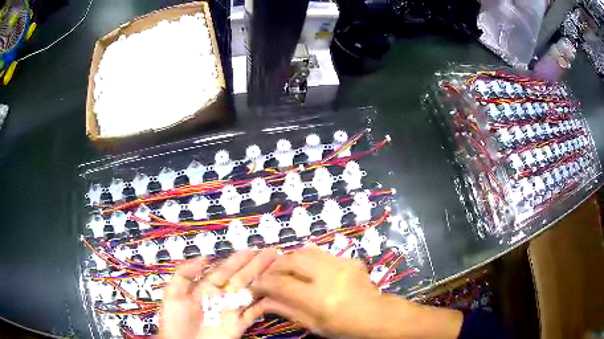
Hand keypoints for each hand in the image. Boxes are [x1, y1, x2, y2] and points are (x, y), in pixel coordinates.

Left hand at [160, 249, 276, 338]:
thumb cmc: (174, 322)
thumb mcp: (173, 295)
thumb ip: (184, 275)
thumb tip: (203, 258)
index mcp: (206, 288)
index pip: (224, 271)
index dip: (237, 260)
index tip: (251, 250)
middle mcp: (222, 297)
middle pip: (241, 279)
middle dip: (255, 266)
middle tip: (271, 253)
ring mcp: (231, 311)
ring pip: (250, 293)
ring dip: (263, 281)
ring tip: (276, 268)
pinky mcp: (239, 325)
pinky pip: (253, 313)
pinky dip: (264, 304)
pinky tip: (275, 294)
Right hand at [252, 246, 462, 338]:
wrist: (376, 315)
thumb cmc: (344, 327)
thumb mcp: (313, 325)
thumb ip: (286, 309)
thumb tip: (263, 300)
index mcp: (318, 298)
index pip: (281, 283)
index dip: (263, 282)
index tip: (255, 285)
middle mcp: (328, 276)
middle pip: (291, 260)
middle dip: (274, 265)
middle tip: (269, 274)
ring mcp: (340, 264)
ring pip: (305, 251)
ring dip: (290, 258)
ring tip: (284, 269)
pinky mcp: (348, 259)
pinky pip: (321, 253)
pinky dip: (308, 259)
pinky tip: (308, 270)